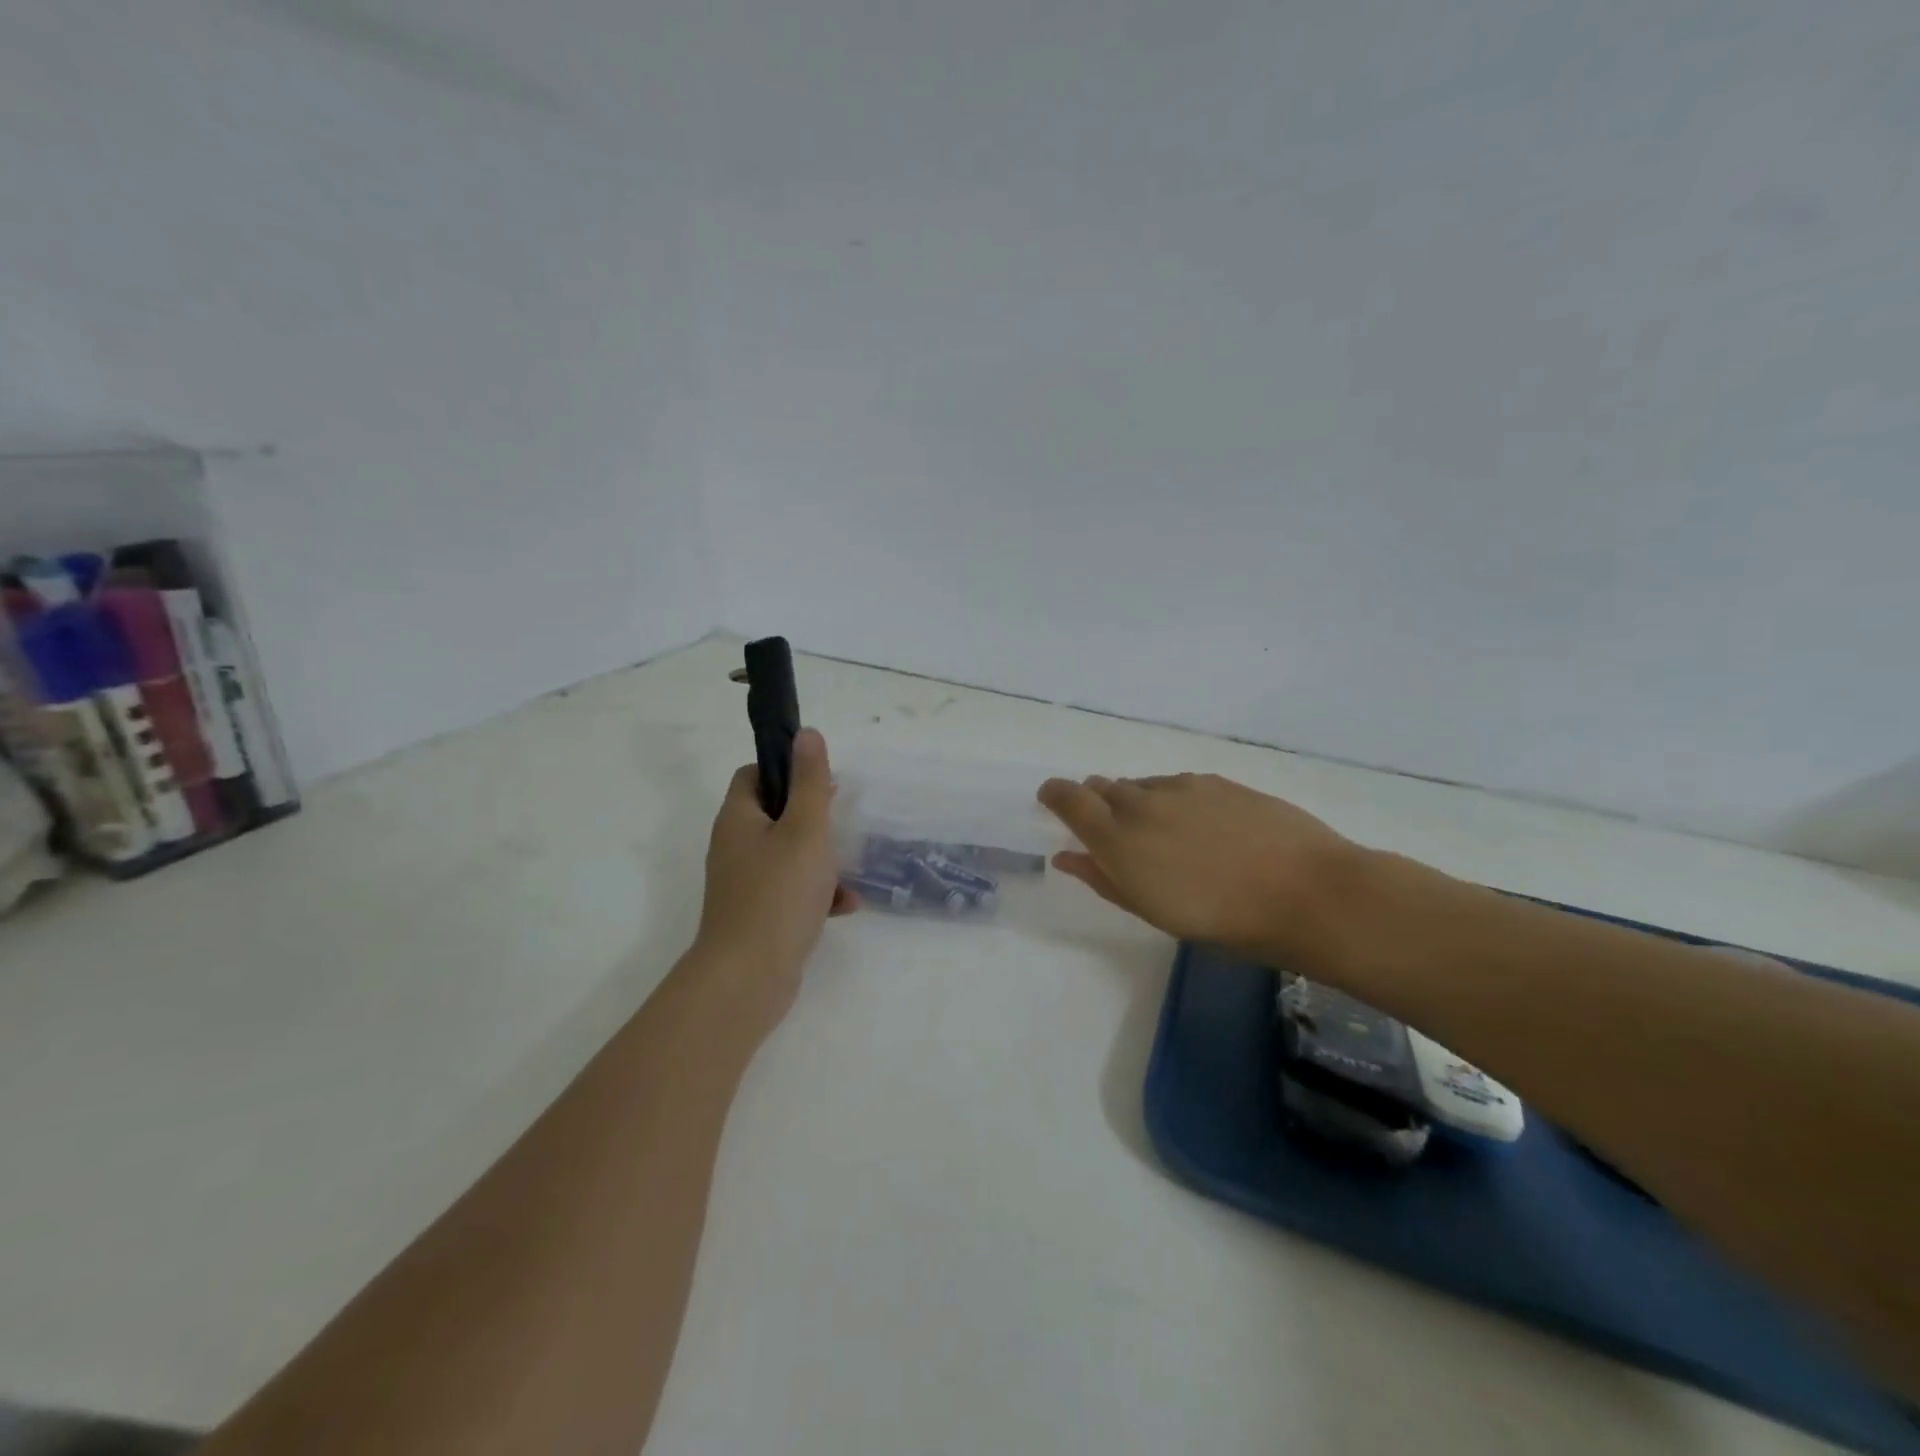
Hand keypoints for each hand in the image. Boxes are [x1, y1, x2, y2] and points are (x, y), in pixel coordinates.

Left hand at [692, 729, 855, 1022]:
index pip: (754, 775)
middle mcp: (735, 847)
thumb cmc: (779, 893)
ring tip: (849, 874)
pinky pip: (791, 892)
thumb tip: (807, 733)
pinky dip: (817, 894)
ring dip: (822, 861)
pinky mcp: (758, 915)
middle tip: (842, 825)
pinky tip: (845, 908)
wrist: (748, 978)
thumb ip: (810, 782)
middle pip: (776, 816)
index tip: (821, 783)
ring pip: (788, 856)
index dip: (786, 770)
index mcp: (738, 819)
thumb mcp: (805, 829)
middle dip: (814, 820)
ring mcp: (744, 884)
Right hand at [1036, 772, 1366, 965]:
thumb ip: (1103, 878)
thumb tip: (1067, 855)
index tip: (1051, 799)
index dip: (1054, 794)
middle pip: (1102, 787)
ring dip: (1136, 802)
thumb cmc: (1222, 920)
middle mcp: (1142, 801)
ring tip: (1161, 835)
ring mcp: (1182, 786)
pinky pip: (1177, 785)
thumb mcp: (1152, 910)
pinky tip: (1198, 827)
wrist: (1307, 893)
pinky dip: (1171, 800)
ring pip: (1142, 786)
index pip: (1068, 797)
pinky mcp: (1217, 781)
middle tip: (1111, 831)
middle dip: (1096, 802)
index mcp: (1117, 837)